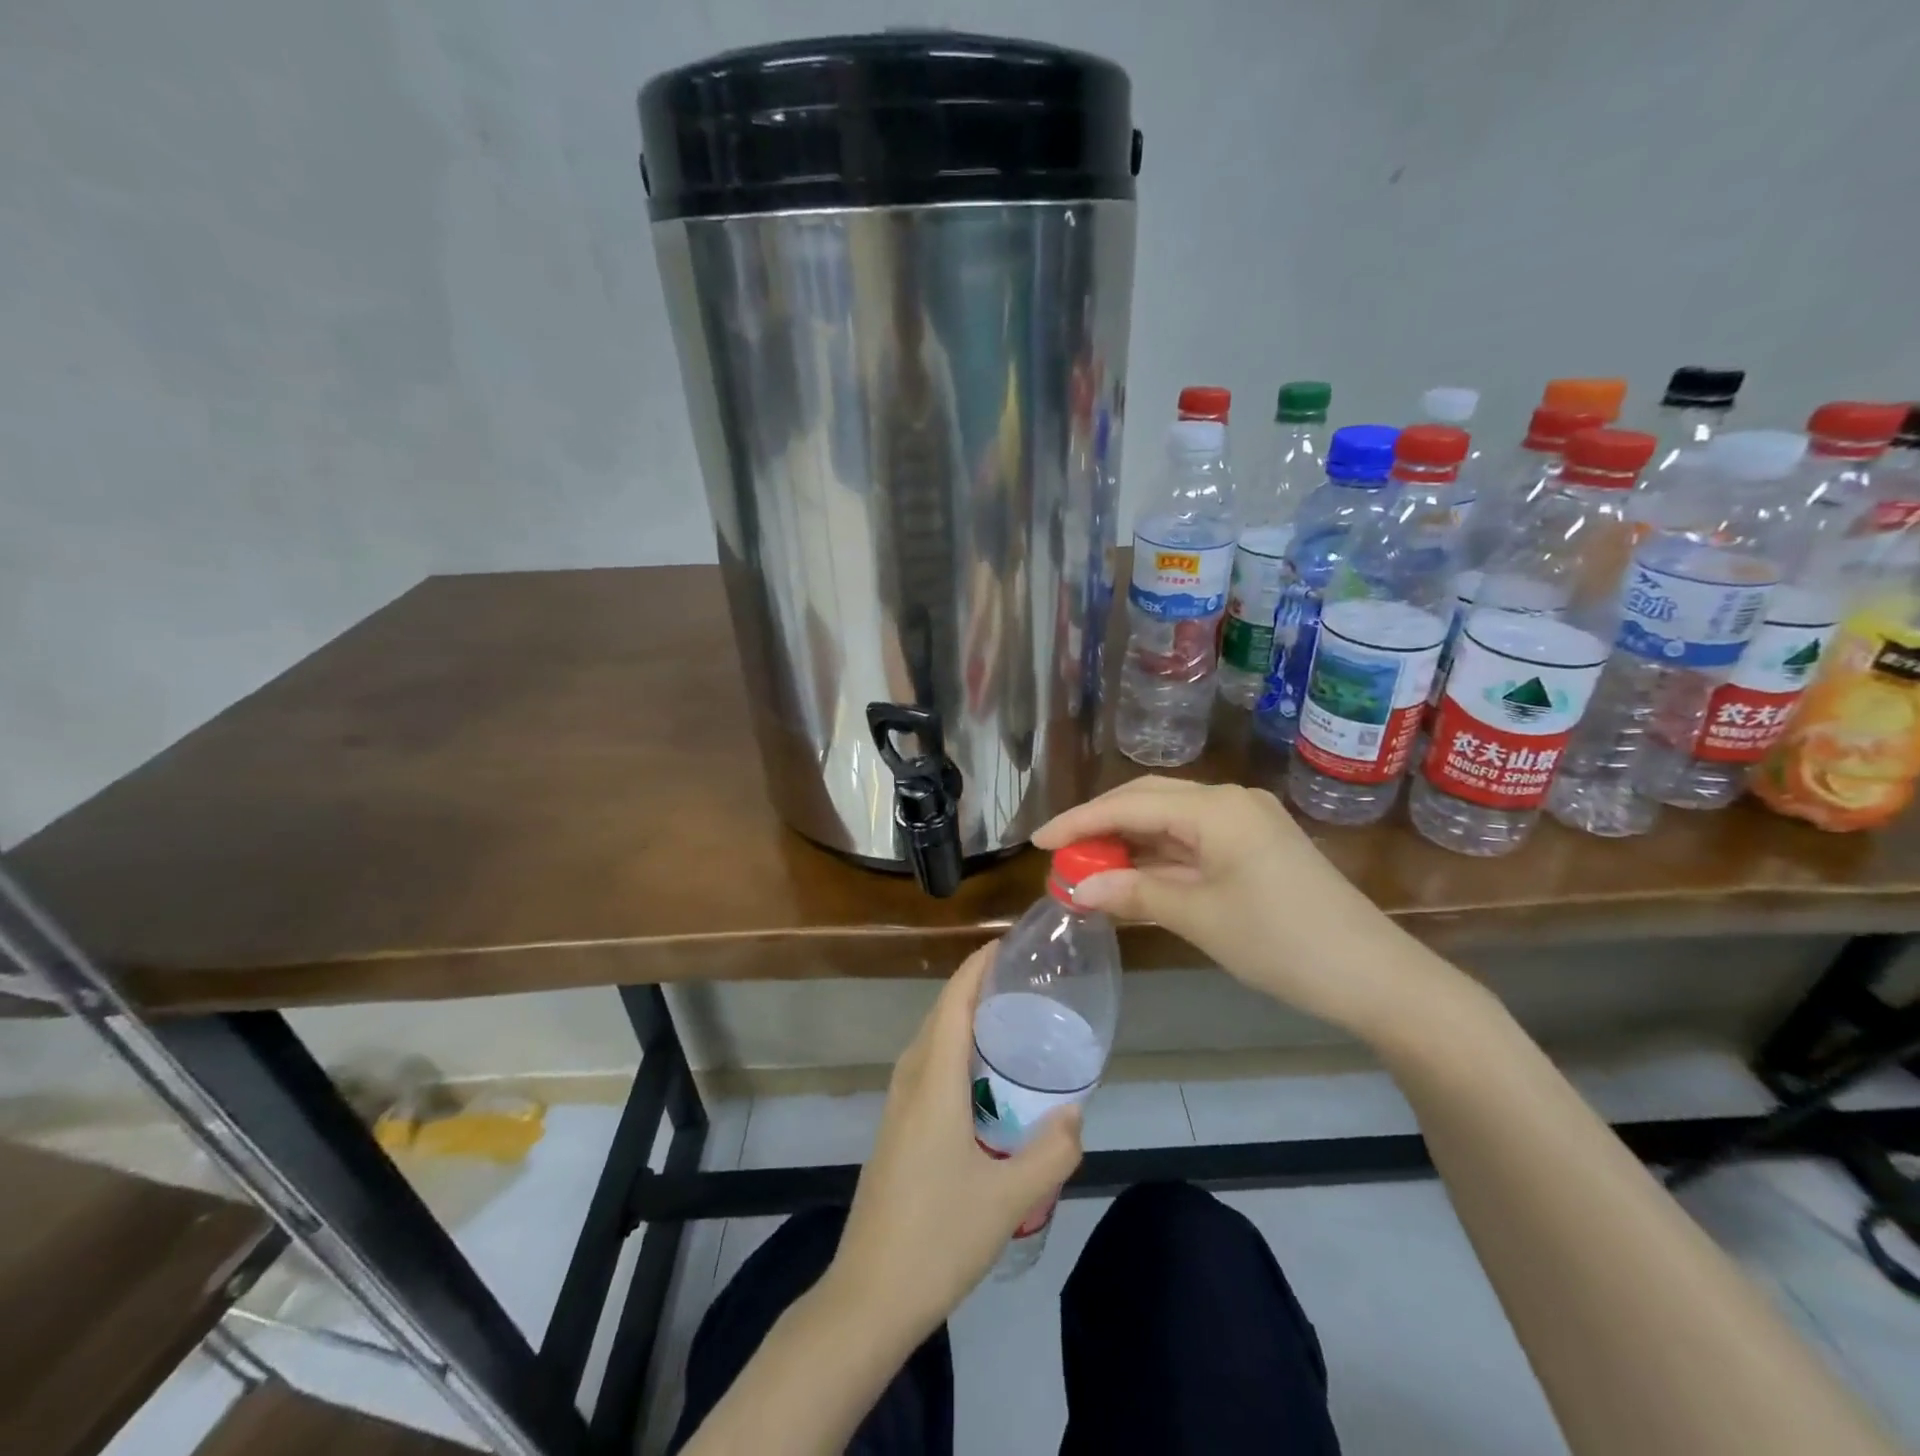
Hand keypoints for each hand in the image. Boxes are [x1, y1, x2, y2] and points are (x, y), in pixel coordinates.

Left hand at [827, 942, 1083, 1340]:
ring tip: (1008, 1019)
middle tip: (1022, 980)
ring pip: (931, 1041)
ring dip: (963, 1019)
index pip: (954, 1002)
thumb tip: (1075, 1112)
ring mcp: (897, 1106)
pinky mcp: (895, 1129)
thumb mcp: (1009, 1198)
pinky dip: (954, 1050)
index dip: (977, 967)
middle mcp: (911, 1081)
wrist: (870, 1295)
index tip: (1006, 943)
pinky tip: (981, 1077)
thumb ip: (1051, 1152)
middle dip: (975, 987)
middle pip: (941, 1015)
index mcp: (934, 1082)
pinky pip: (926, 1067)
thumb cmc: (939, 1237)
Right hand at [1034, 777, 1420, 1030]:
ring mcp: (1247, 822)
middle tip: (1061, 853)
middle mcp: (1229, 801)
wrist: (1375, 977)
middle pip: (1148, 801)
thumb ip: (1133, 894)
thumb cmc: (1282, 942)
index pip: (1129, 804)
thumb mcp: (1199, 917)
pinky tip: (1134, 878)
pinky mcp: (1257, 846)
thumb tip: (1077, 887)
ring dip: (1129, 843)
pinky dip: (1159, 858)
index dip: (1079, 822)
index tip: (1038, 841)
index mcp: (1215, 808)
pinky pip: (1193, 841)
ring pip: (1170, 821)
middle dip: (1101, 826)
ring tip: (1088, 868)